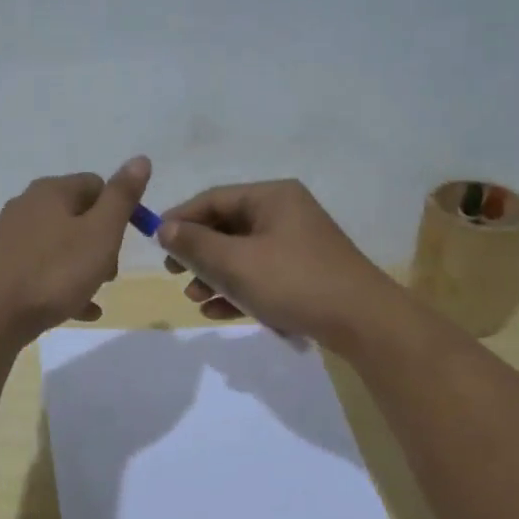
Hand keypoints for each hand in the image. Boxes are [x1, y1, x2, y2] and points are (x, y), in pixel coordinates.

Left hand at [0, 157, 151, 344]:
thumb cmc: (53, 273)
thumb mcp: (100, 233)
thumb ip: (122, 197)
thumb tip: (140, 160)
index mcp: (52, 191)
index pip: (97, 185)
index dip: (120, 210)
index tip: (128, 241)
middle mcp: (27, 206)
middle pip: (79, 216)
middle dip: (102, 243)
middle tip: (110, 273)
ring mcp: (11, 237)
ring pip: (62, 245)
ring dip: (84, 267)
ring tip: (95, 294)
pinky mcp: (2, 267)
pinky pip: (43, 270)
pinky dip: (64, 285)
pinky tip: (80, 310)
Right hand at [156, 179, 405, 348]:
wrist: (362, 321)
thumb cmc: (294, 282)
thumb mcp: (236, 263)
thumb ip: (196, 244)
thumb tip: (164, 228)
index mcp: (272, 197)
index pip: (214, 198)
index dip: (181, 218)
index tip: (156, 242)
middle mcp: (285, 213)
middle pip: (228, 226)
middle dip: (198, 252)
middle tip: (174, 273)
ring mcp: (297, 244)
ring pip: (242, 254)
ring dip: (214, 275)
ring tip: (194, 298)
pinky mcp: (303, 273)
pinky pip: (260, 275)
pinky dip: (238, 289)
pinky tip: (216, 312)